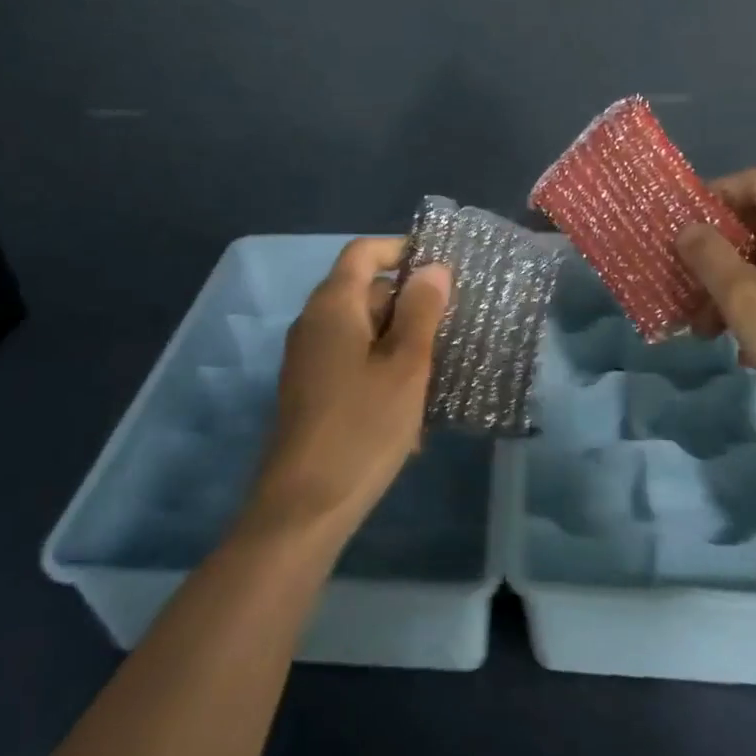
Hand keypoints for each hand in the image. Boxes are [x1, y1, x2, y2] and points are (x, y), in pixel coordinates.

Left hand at [239, 238, 450, 547]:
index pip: (364, 252)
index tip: (440, 267)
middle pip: (365, 291)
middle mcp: (314, 323)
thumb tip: (433, 268)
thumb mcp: (405, 366)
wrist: (304, 506)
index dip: (401, 249)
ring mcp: (309, 359)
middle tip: (451, 328)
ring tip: (438, 375)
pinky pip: (352, 362)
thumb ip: (421, 311)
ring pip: (362, 331)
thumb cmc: (362, 427)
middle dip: (409, 305)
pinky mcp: (311, 391)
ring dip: (400, 344)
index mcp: (333, 305)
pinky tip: (410, 413)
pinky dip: (382, 372)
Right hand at [677, 168, 755, 436]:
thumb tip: (688, 229)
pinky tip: (744, 343)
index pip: (755, 180)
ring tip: (708, 328)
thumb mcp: (744, 300)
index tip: (683, 228)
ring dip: (735, 284)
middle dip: (719, 253)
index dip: (714, 196)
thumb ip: (709, 256)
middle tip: (687, 285)